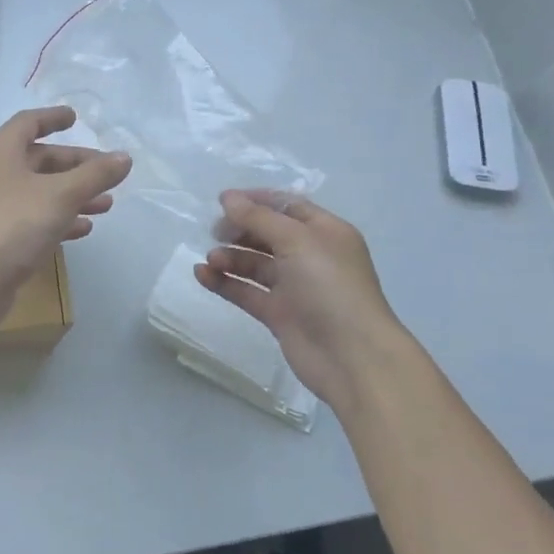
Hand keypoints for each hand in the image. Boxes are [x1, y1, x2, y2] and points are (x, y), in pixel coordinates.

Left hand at [0, 107, 131, 322]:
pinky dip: (59, 218)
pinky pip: (34, 218)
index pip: (28, 123)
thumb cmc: (15, 224)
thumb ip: (95, 175)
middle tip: (107, 171)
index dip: (52, 118)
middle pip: (39, 159)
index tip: (74, 117)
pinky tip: (84, 228)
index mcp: (1, 151)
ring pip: (40, 191)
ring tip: (107, 204)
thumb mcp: (62, 194)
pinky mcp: (0, 235)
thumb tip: (124, 157)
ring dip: (73, 194)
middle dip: (74, 165)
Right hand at [195, 190, 403, 407]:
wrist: (351, 356)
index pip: (288, 207)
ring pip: (255, 264)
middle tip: (214, 231)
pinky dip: (225, 282)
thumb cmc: (330, 287)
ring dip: (231, 257)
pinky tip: (202, 275)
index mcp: (325, 232)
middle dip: (240, 230)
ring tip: (211, 259)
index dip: (256, 201)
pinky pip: (247, 291)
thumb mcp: (297, 241)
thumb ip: (259, 218)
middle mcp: (311, 256)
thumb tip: (227, 197)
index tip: (223, 201)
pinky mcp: (279, 314)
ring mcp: (295, 287)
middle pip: (268, 234)